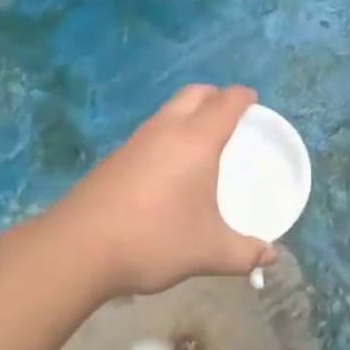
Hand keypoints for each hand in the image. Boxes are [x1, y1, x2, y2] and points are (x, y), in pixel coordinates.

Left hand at [43, 84, 276, 298]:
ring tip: (201, 139)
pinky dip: (167, 134)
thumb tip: (269, 256)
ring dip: (188, 113)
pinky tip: (168, 167)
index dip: (242, 97)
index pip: (225, 103)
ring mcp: (136, 141)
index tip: (253, 100)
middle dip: (215, 96)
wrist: (80, 247)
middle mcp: (166, 129)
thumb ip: (243, 253)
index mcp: (196, 140)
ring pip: (168, 111)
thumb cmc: (155, 238)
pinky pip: (150, 132)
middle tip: (229, 113)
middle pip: (194, 94)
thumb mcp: (208, 251)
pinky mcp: (115, 158)